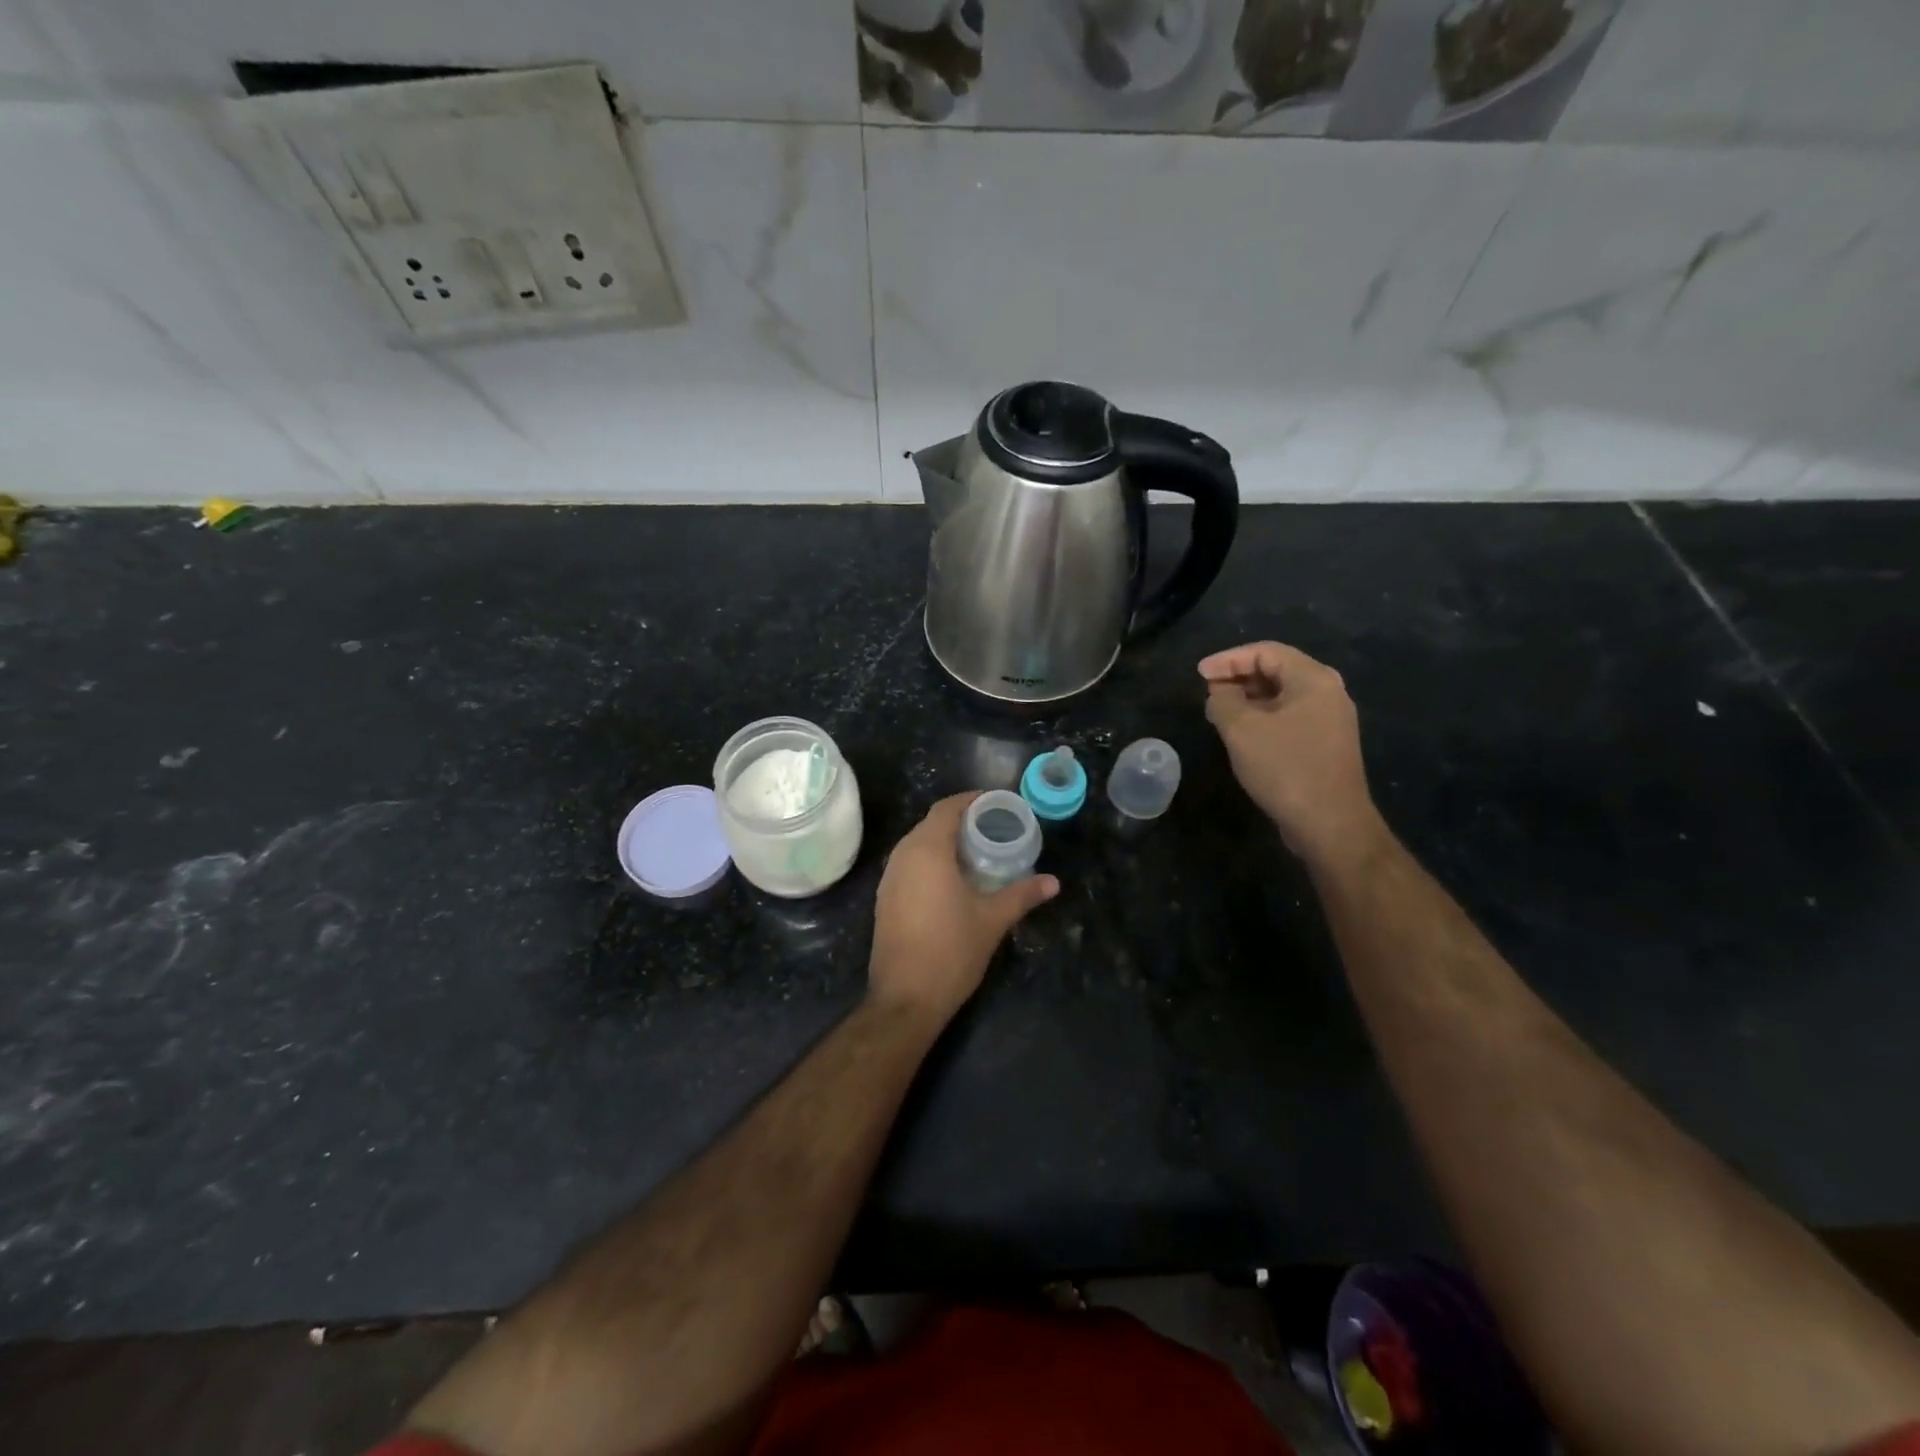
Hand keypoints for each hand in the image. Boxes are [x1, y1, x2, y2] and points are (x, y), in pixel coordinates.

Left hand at [868, 793, 1057, 1023]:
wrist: (905, 999)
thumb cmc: (951, 951)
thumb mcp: (992, 920)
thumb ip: (1022, 895)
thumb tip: (1053, 882)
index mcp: (927, 851)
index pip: (946, 808)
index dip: (971, 800)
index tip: (996, 803)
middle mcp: (902, 856)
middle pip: (931, 823)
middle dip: (960, 820)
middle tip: (993, 827)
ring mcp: (890, 878)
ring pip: (917, 844)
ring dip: (944, 841)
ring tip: (977, 851)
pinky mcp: (886, 899)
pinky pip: (909, 864)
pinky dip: (930, 861)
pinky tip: (952, 879)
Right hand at [1199, 641, 1385, 866]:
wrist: (1330, 823)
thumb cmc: (1285, 768)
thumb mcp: (1241, 730)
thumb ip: (1223, 701)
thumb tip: (1219, 693)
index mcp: (1313, 679)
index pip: (1265, 652)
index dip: (1228, 659)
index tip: (1199, 674)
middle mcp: (1328, 693)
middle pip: (1277, 670)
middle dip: (1238, 677)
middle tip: (1207, 692)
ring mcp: (1330, 720)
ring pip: (1282, 696)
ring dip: (1248, 699)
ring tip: (1218, 712)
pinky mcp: (1326, 745)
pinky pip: (1289, 717)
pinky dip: (1262, 717)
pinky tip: (1242, 734)